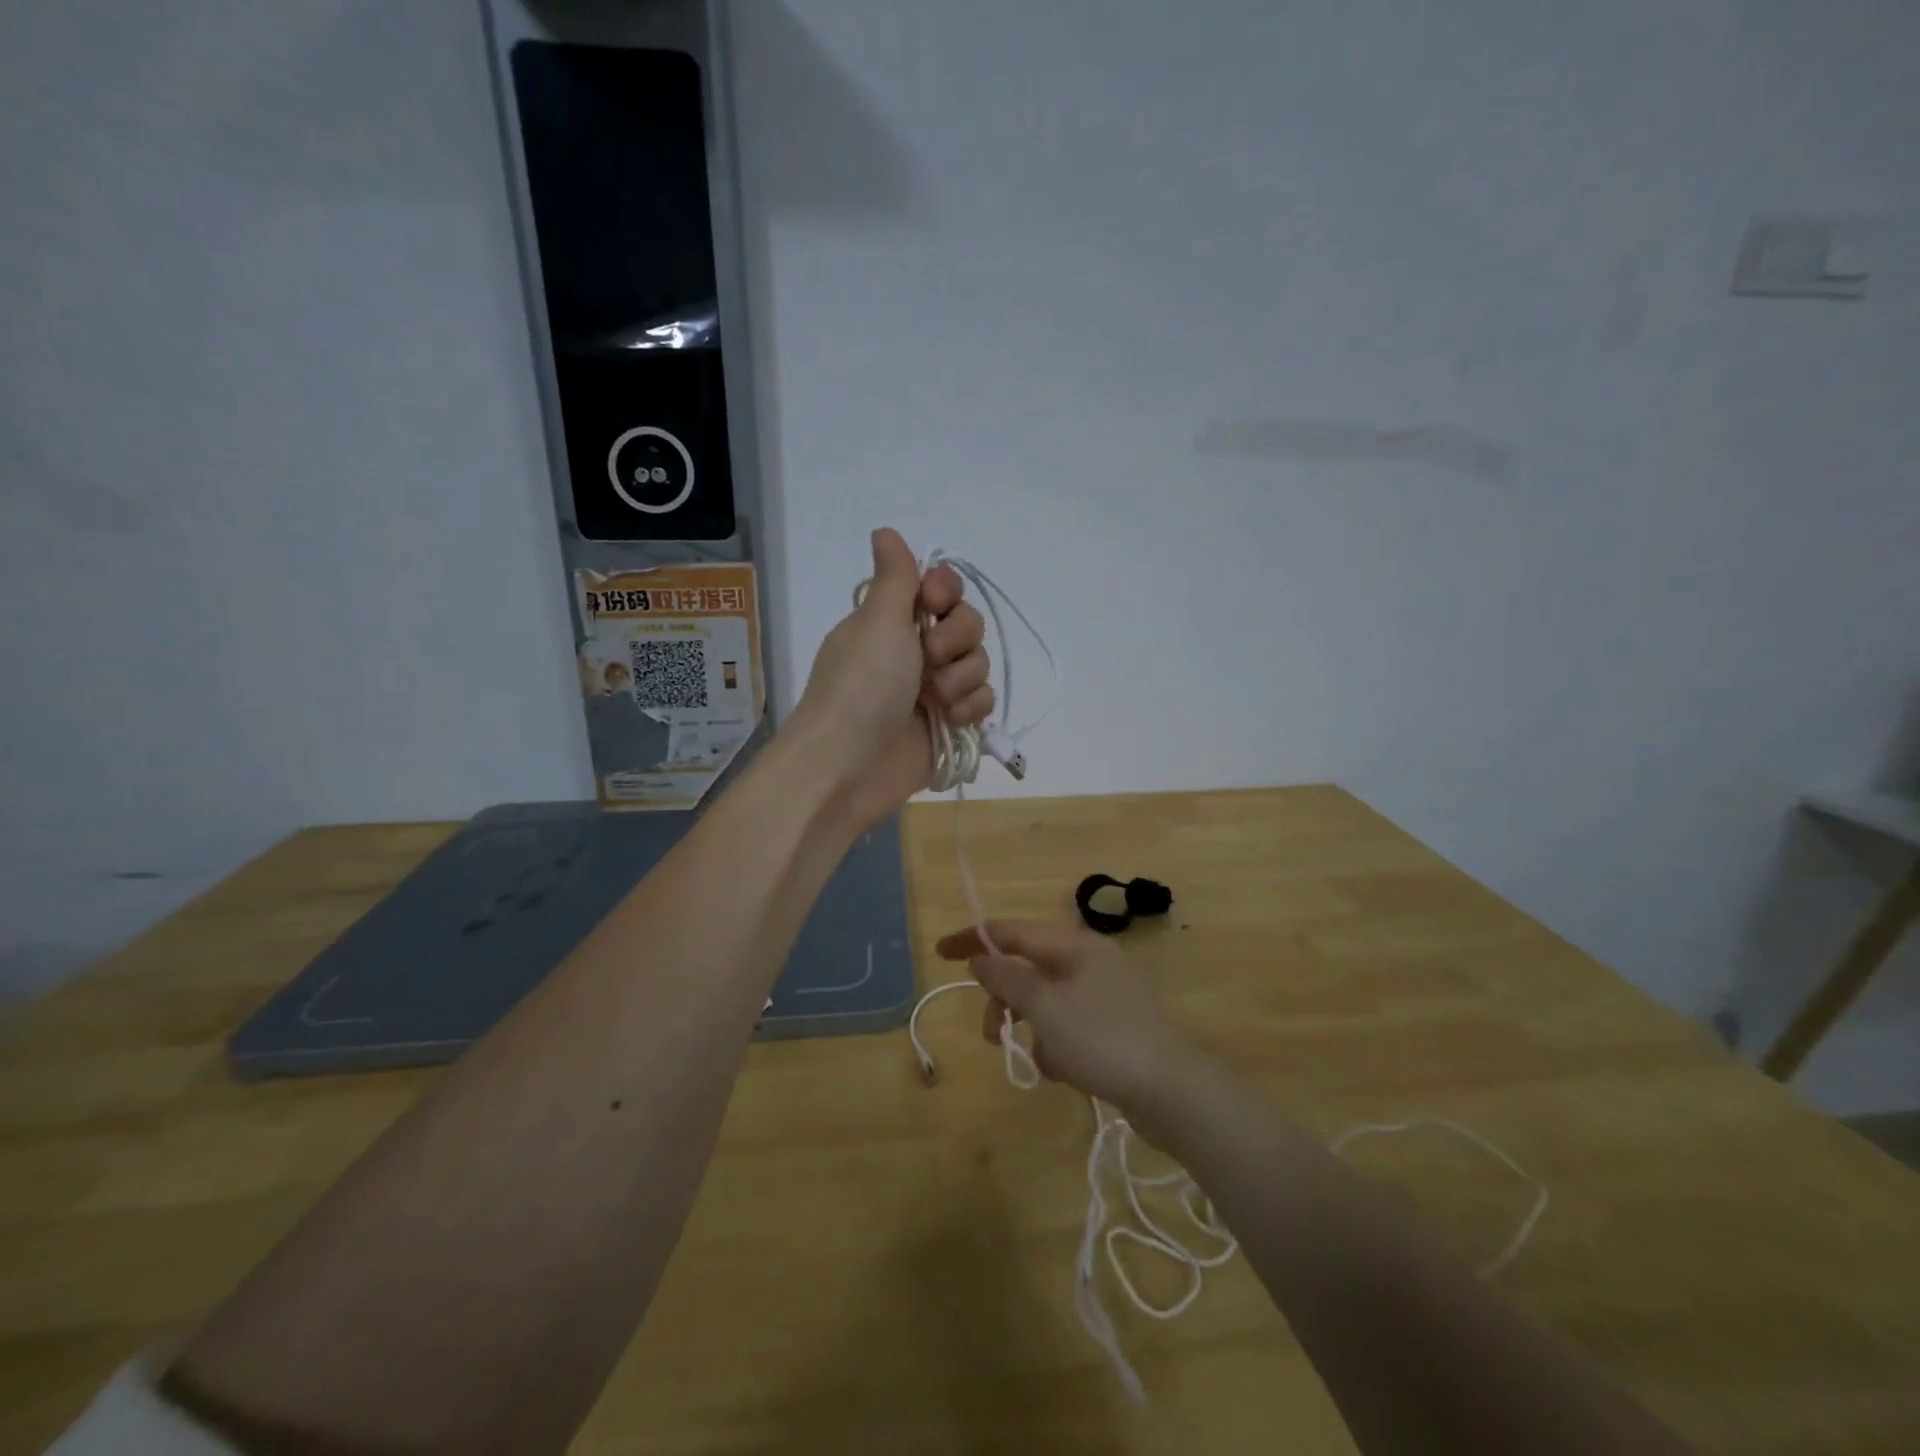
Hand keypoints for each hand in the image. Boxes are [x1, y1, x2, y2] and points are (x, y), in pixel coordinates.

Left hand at [789, 528, 992, 833]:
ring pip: (978, 664)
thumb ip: (895, 576)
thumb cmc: (862, 685)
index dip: (947, 593)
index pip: (940, 590)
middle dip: (957, 640)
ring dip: (963, 678)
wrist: (850, 764)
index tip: (935, 602)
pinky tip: (952, 720)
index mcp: (892, 622)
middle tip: (929, 659)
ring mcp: (932, 690)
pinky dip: (971, 709)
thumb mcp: (877, 621)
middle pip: (966, 625)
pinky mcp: (948, 724)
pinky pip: (982, 702)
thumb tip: (885, 530)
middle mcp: (914, 651)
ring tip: (938, 700)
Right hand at [933, 920, 1205, 1114]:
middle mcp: (1091, 961)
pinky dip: (1056, 1043)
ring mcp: (1106, 993)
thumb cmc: (1101, 1041)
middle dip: (1004, 999)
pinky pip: (1068, 1024)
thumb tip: (980, 956)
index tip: (939, 952)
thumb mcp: (1044, 1009)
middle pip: (1028, 969)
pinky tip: (1064, 1070)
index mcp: (1075, 946)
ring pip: (1046, 1001)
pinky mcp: (1115, 1025)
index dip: (973, 939)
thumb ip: (1006, 979)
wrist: (1171, 1092)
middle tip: (991, 1034)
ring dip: (1031, 1026)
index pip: (1013, 932)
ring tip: (1037, 1059)